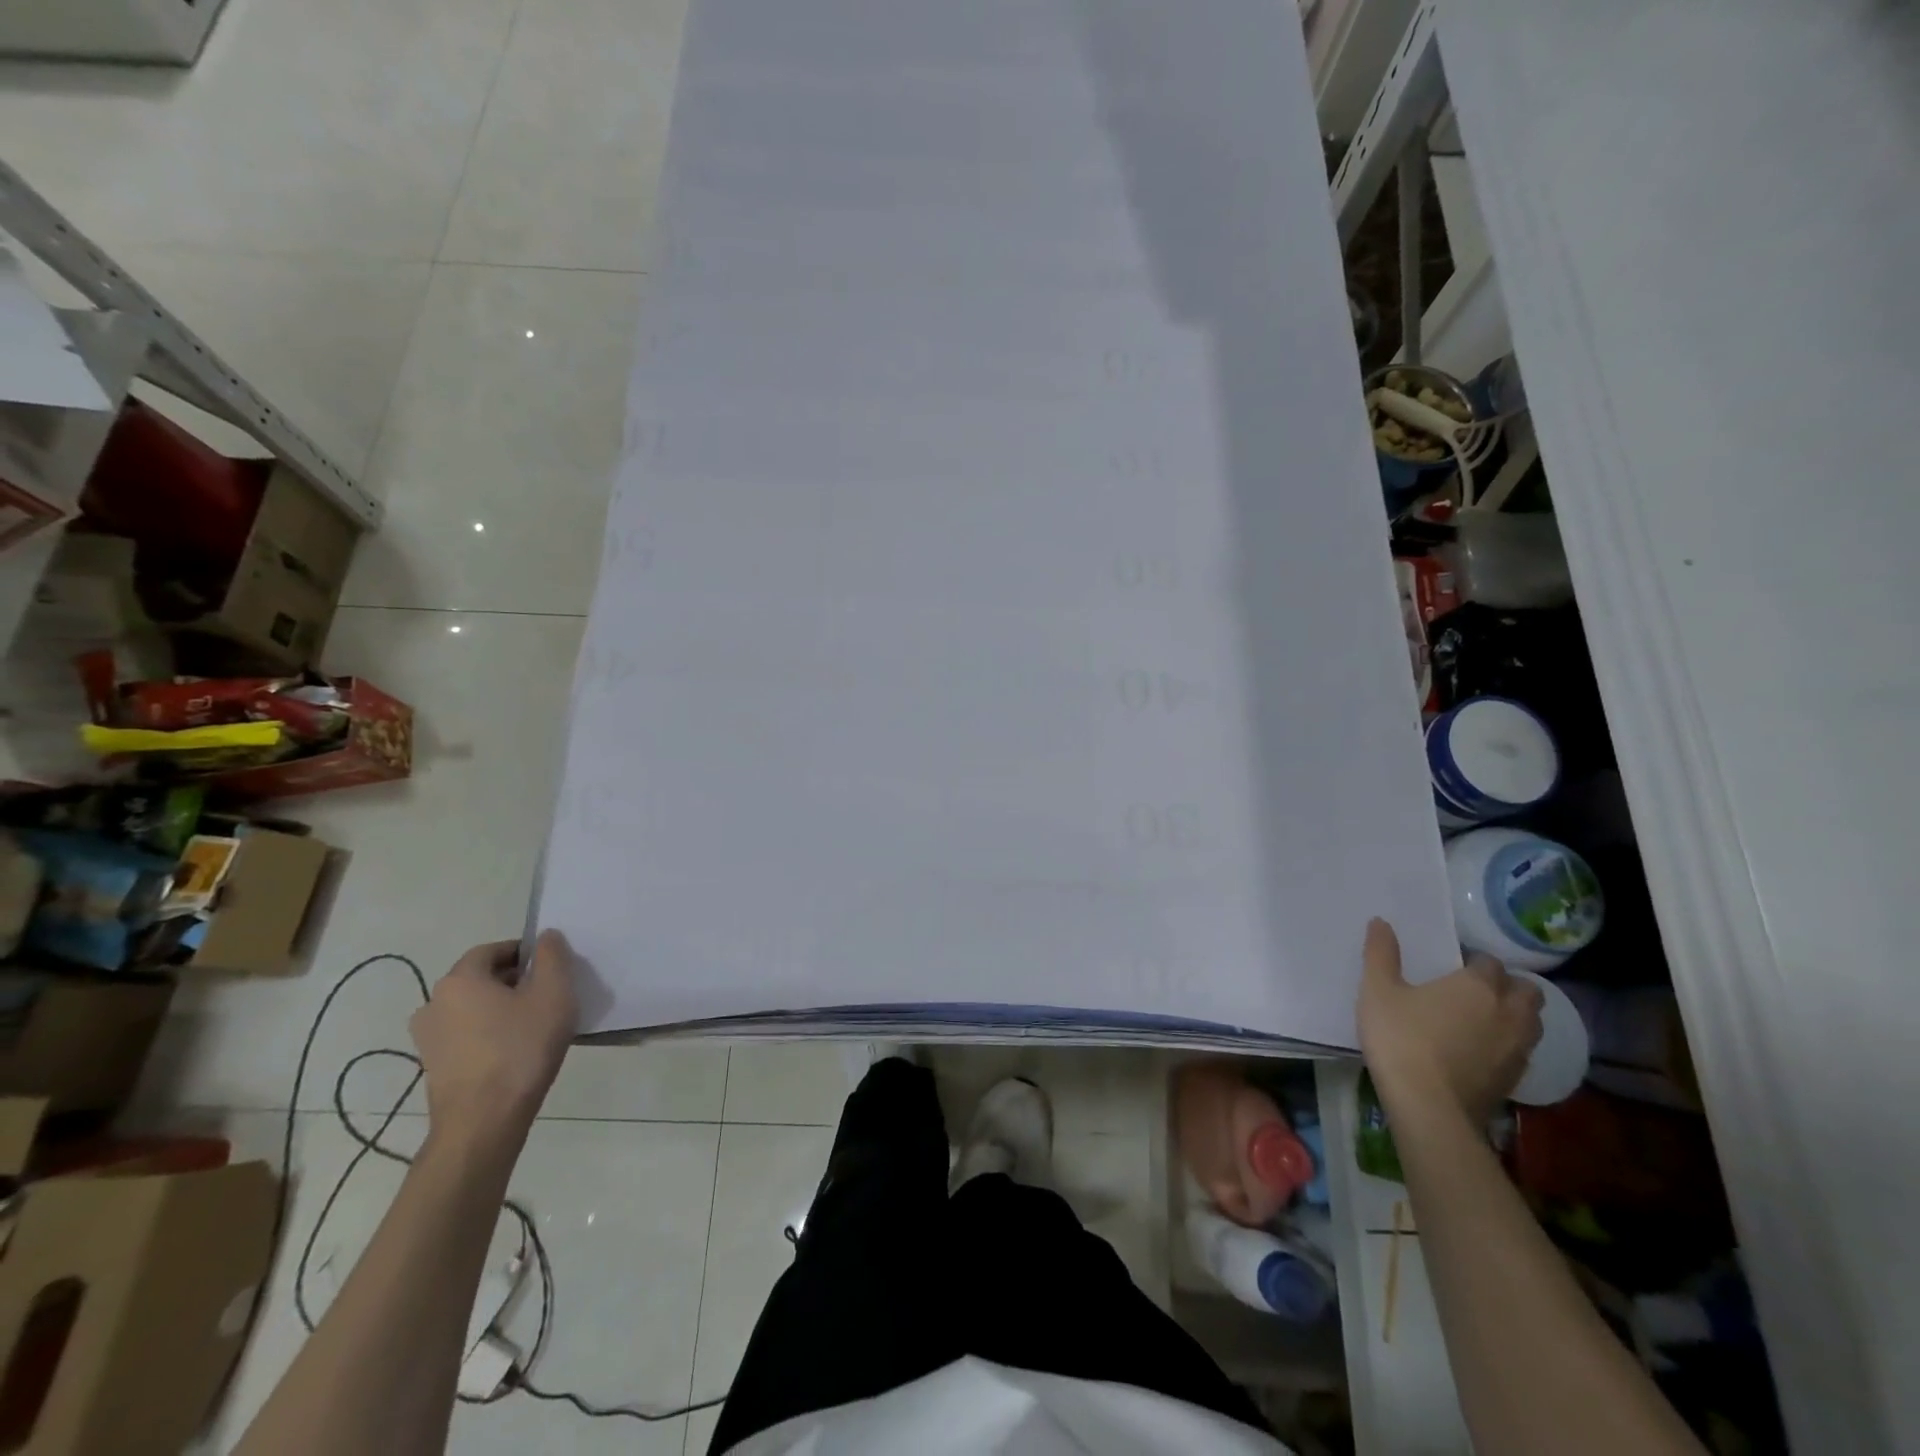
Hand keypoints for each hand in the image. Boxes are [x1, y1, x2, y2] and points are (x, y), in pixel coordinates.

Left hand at [410, 930, 578, 1145]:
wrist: (483, 1122)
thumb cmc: (521, 1048)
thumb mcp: (553, 993)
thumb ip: (552, 957)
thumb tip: (545, 937)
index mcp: (459, 979)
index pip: (493, 950)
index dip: (524, 954)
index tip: (550, 970)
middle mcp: (434, 1003)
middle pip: (481, 978)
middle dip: (514, 981)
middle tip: (547, 996)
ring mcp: (428, 1038)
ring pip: (473, 1008)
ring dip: (501, 1009)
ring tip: (534, 1026)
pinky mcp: (433, 1066)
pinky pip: (466, 1034)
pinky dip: (489, 1033)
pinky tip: (515, 1051)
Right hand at [1357, 917, 1543, 1126]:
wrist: (1427, 1106)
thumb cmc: (1401, 1038)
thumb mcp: (1378, 990)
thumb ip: (1381, 954)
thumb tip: (1381, 921)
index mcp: (1478, 986)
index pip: (1490, 963)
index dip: (1474, 962)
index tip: (1453, 967)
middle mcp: (1507, 1013)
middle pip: (1527, 991)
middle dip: (1509, 986)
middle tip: (1478, 989)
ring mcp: (1516, 1049)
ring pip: (1532, 1022)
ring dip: (1516, 1015)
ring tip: (1486, 1018)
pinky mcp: (1515, 1079)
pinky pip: (1523, 1051)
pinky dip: (1510, 1044)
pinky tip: (1483, 1050)